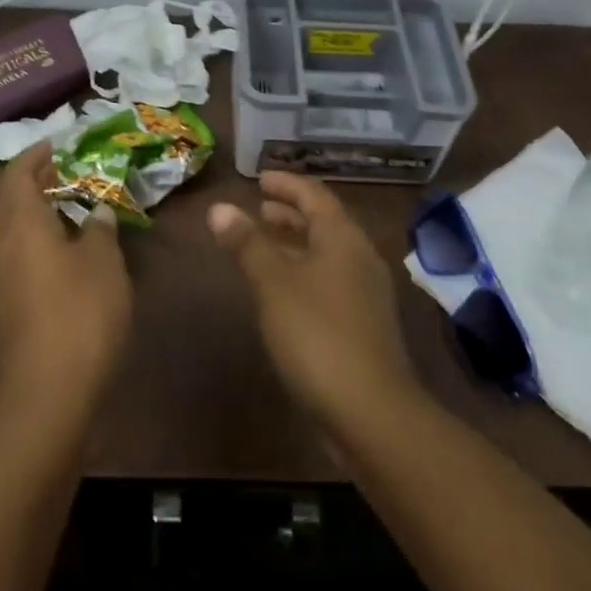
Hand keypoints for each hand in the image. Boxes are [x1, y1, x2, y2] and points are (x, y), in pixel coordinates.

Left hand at [0, 143, 132, 423]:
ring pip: (1, 228)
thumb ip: (99, 229)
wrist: (47, 391)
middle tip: (57, 174)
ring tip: (61, 207)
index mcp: (21, 222)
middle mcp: (0, 243)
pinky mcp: (4, 303)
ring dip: (24, 210)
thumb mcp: (103, 262)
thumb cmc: (80, 313)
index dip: (35, 155)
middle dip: (24, 181)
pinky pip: (9, 253)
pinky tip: (57, 248)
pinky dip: (27, 238)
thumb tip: (96, 211)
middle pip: (0, 200)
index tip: (57, 144)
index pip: (17, 174)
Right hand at [208, 171, 420, 432]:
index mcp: (343, 239)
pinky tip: (282, 290)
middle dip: (291, 213)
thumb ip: (247, 244)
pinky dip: (303, 272)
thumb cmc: (318, 335)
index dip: (286, 184)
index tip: (259, 178)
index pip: (315, 195)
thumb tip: (219, 207)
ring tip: (264, 242)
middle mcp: (360, 258)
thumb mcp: (274, 285)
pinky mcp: (362, 325)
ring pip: (326, 254)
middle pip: (324, 223)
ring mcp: (365, 294)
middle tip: (259, 207)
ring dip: (296, 243)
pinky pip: (329, 281)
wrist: (371, 412)